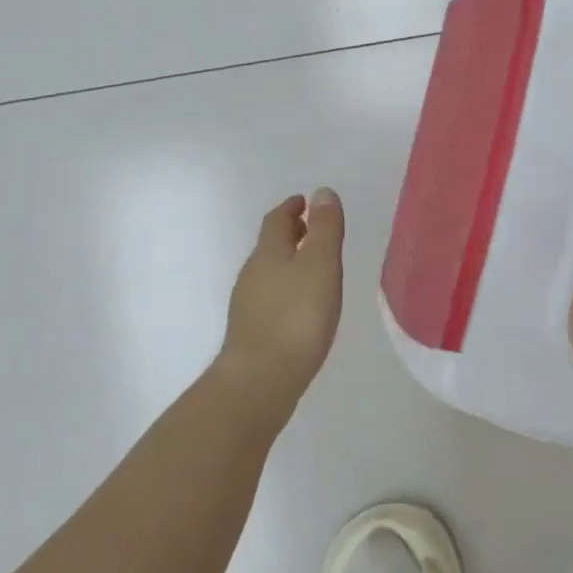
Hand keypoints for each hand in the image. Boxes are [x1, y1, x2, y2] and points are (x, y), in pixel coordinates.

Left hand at [220, 188, 345, 410]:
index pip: (277, 220)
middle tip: (312, 230)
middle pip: (271, 245)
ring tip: (313, 268)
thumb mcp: (320, 264)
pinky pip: (270, 298)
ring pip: (269, 272)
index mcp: (269, 253)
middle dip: (290, 234)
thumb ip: (324, 228)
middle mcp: (253, 274)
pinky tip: (301, 307)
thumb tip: (321, 192)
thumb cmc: (297, 317)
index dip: (291, 208)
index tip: (304, 201)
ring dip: (288, 263)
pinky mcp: (252, 333)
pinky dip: (286, 290)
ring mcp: (248, 305)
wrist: (260, 380)